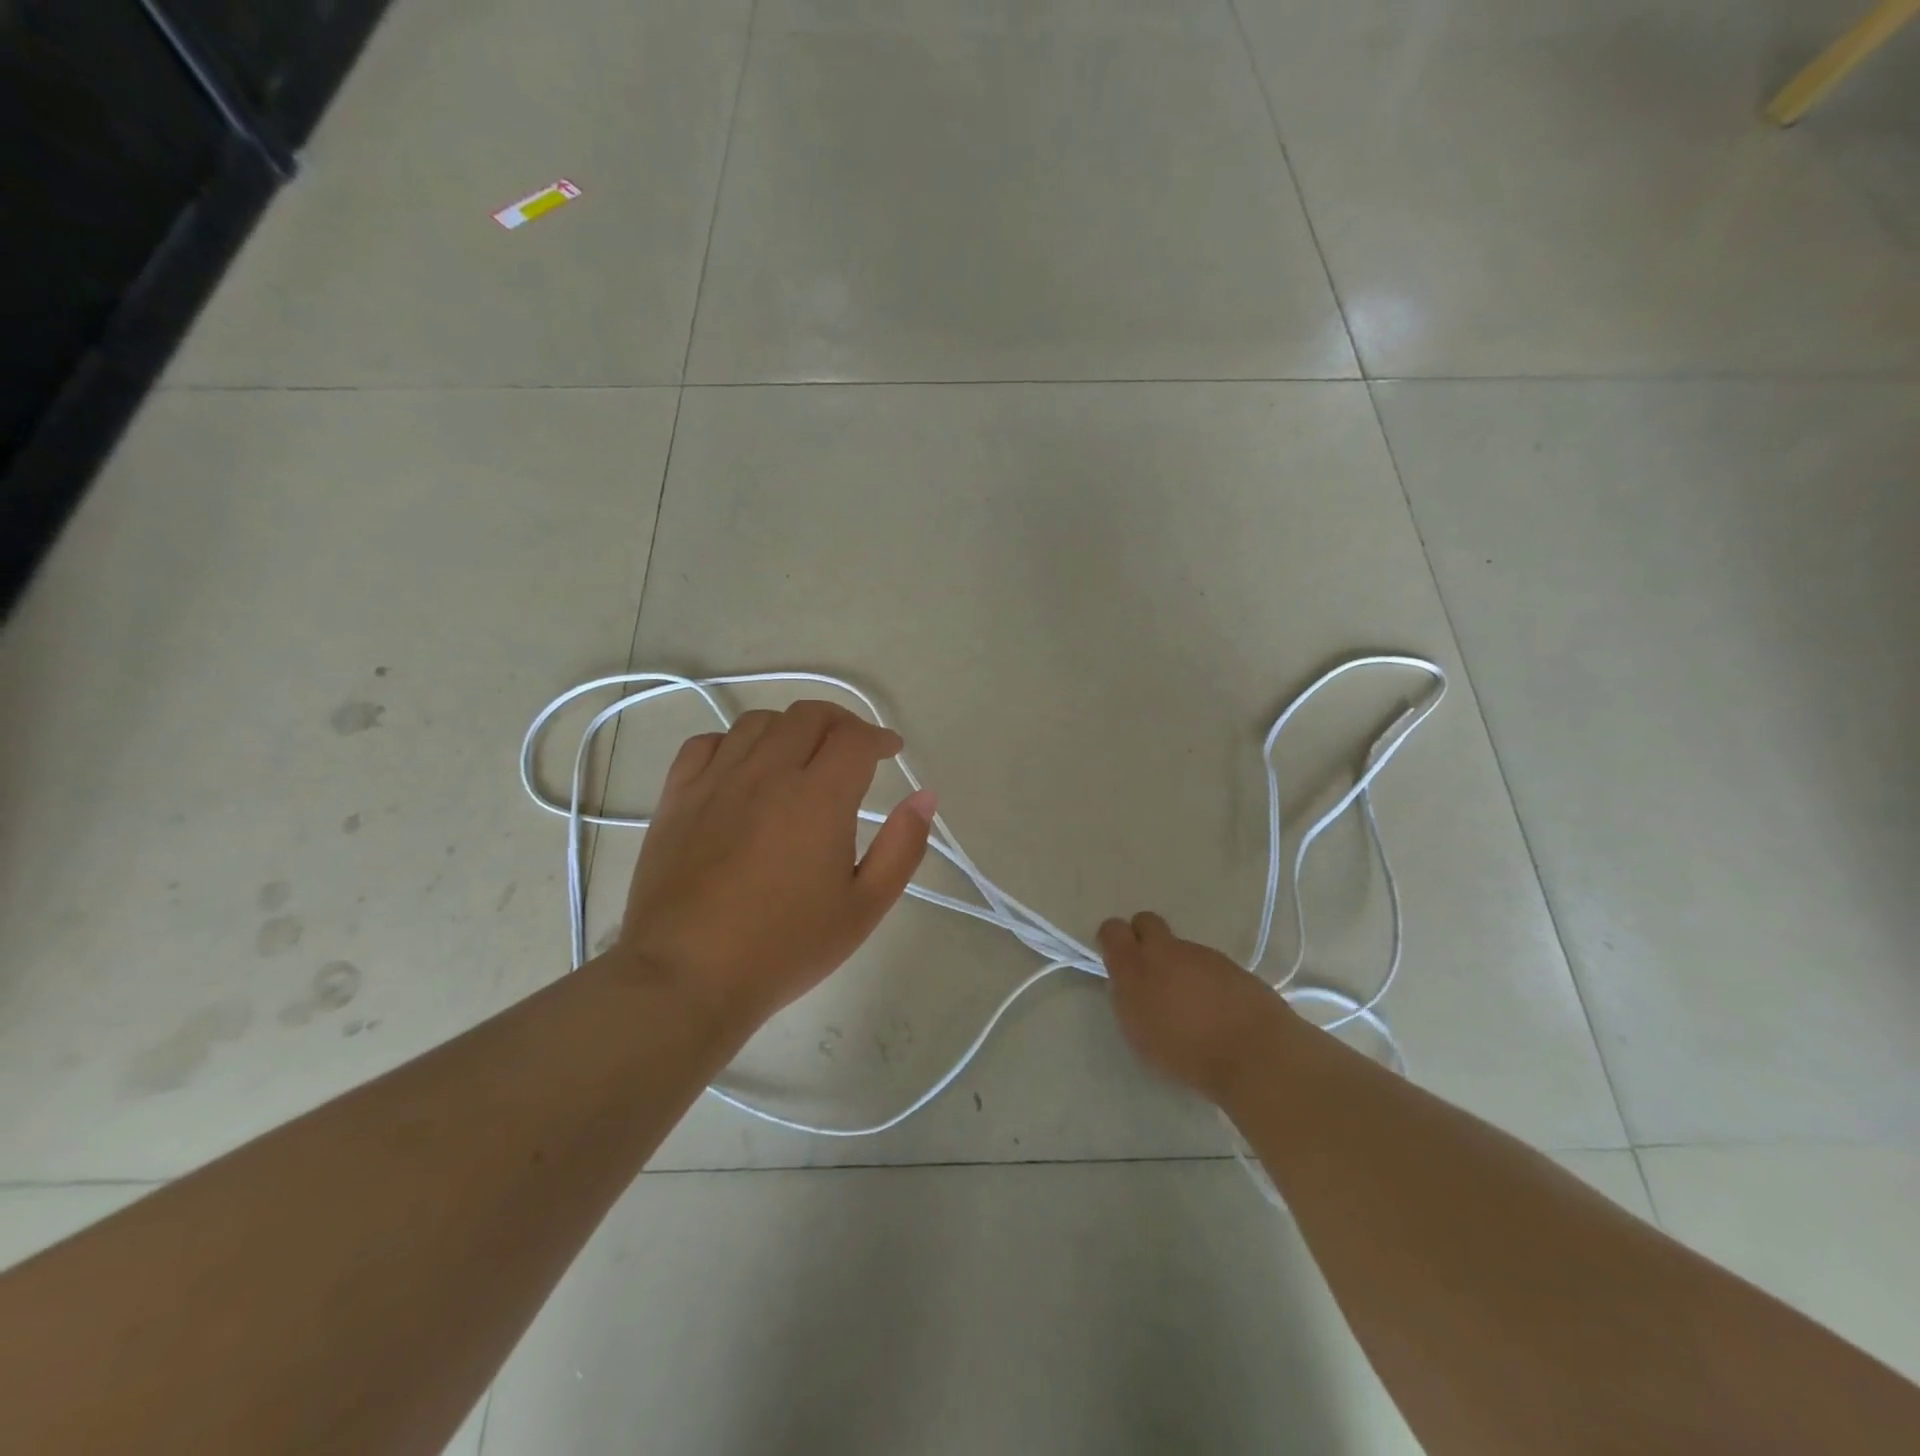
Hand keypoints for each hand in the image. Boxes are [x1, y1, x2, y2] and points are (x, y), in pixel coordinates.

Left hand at [612, 700, 935, 1041]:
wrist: (687, 977)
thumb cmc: (785, 947)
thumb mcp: (864, 907)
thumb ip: (902, 847)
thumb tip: (925, 796)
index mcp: (818, 797)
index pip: (855, 738)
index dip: (879, 737)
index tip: (890, 752)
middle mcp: (767, 773)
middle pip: (808, 716)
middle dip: (840, 722)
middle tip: (852, 747)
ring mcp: (717, 781)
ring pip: (758, 722)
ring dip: (790, 727)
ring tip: (800, 755)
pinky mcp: (678, 797)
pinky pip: (706, 743)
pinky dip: (734, 742)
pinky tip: (743, 767)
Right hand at [1097, 912, 1294, 1103]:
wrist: (1254, 1053)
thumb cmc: (1187, 1053)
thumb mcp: (1140, 1035)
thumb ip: (1129, 1001)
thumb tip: (1130, 985)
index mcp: (1136, 967)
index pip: (1113, 930)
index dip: (1113, 941)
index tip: (1117, 961)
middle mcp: (1166, 951)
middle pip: (1146, 922)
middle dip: (1143, 938)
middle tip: (1150, 972)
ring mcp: (1201, 954)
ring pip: (1179, 947)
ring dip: (1179, 966)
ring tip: (1191, 1005)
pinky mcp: (1230, 963)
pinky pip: (1207, 964)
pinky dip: (1206, 979)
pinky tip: (1217, 1009)